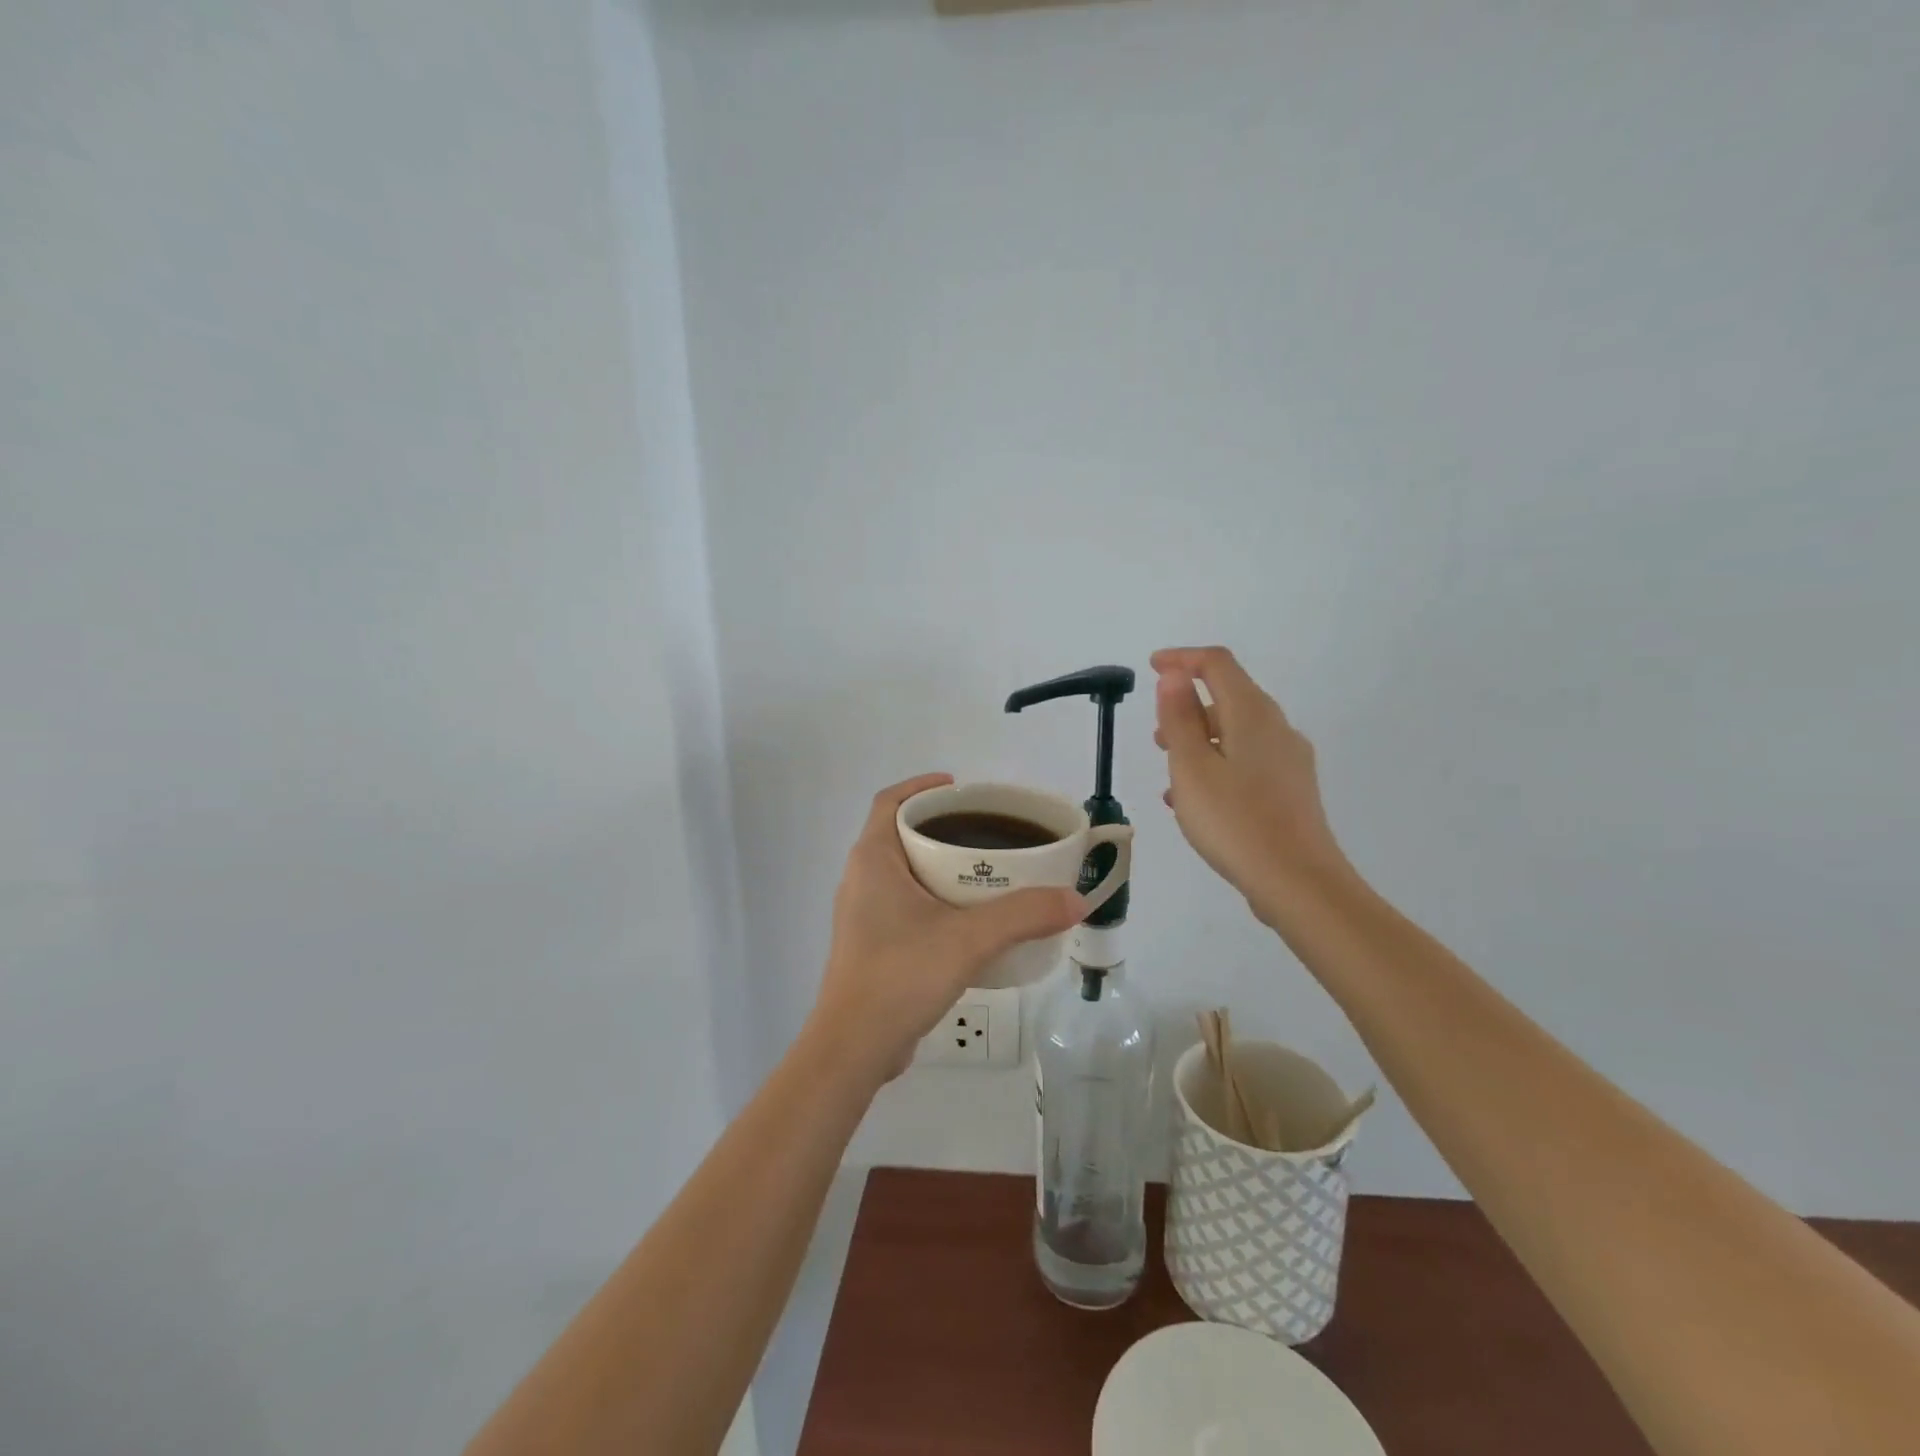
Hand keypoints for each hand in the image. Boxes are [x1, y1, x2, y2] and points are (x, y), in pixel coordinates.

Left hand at [804, 774, 1086, 1084]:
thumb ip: (1024, 915)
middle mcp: (862, 879)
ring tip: (987, 870)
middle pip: (900, 833)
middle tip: (988, 829)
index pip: (889, 801)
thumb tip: (1076, 900)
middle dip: (942, 826)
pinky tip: (970, 918)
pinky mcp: (872, 945)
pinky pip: (906, 904)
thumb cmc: (901, 975)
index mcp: (873, 860)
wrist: (854, 1048)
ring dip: (940, 864)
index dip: (922, 786)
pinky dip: (936, 898)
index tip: (961, 788)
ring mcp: (864, 914)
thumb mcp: (969, 939)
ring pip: (905, 872)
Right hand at [1151, 646, 1355, 925]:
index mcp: (1252, 714)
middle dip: (1189, 706)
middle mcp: (1276, 728)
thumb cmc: (1235, 820)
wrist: (1298, 882)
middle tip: (1156, 733)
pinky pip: (1247, 762)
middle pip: (1230, 697)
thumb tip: (1174, 675)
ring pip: (1237, 734)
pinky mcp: (1291, 790)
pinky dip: (1217, 766)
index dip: (1182, 659)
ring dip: (1200, 740)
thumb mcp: (1191, 767)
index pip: (1217, 664)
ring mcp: (1289, 761)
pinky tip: (1195, 800)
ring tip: (1170, 769)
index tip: (1152, 666)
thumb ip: (1180, 717)